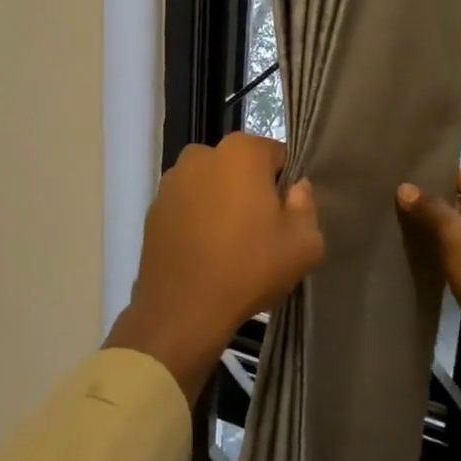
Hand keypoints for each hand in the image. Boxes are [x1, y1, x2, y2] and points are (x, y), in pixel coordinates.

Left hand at [106, 133, 324, 401]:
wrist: (183, 309)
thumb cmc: (249, 268)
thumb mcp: (304, 243)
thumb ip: (306, 205)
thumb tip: (296, 188)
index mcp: (241, 152)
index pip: (276, 156)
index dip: (284, 186)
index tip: (284, 217)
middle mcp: (202, 153)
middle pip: (240, 168)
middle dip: (250, 190)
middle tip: (259, 232)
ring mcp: (172, 179)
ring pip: (211, 185)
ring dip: (221, 203)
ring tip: (228, 245)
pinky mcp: (154, 206)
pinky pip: (187, 205)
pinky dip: (196, 219)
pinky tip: (203, 252)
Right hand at [398, 168, 460, 429]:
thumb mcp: (459, 238)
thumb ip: (432, 210)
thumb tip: (404, 188)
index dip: (450, 176)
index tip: (416, 180)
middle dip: (445, 204)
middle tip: (408, 202)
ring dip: (448, 231)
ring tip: (410, 225)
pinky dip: (455, 254)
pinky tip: (427, 255)